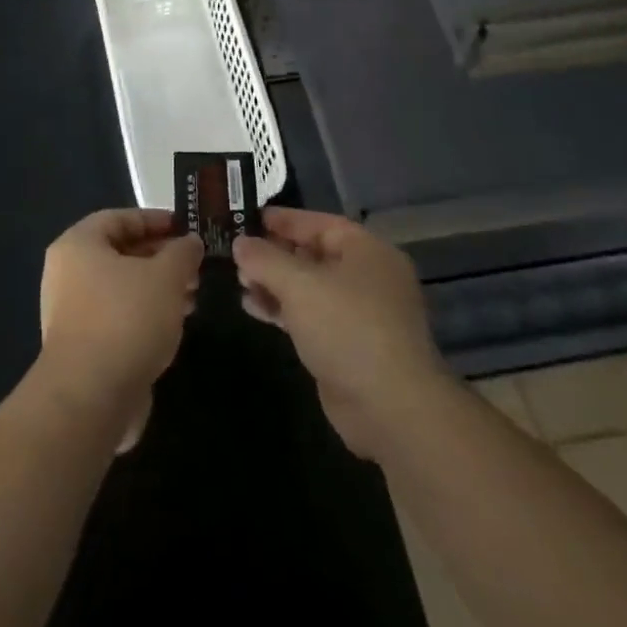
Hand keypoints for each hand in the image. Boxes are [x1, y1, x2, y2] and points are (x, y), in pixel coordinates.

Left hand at [39, 209, 203, 451]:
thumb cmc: (126, 319)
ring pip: (122, 287)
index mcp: (78, 244)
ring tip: (193, 296)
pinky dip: (145, 314)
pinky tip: (173, 325)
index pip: (119, 218)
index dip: (155, 220)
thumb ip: (182, 253)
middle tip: (196, 266)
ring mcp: (72, 311)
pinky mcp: (82, 345)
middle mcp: (67, 272)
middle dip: (161, 257)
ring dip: (157, 288)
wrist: (90, 396)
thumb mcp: (165, 276)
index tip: (188, 229)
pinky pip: (118, 316)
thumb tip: (190, 242)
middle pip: (120, 253)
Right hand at [232, 207, 445, 460]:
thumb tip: (240, 243)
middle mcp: (367, 276)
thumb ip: (265, 259)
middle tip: (236, 254)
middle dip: (274, 254)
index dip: (282, 220)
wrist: (390, 408)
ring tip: (240, 282)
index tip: (247, 218)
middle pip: (313, 254)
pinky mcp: (349, 345)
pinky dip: (284, 310)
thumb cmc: (347, 328)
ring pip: (310, 287)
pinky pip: (311, 316)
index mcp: (366, 251)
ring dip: (275, 284)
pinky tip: (254, 309)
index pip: (318, 223)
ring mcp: (360, 313)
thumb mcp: (299, 284)